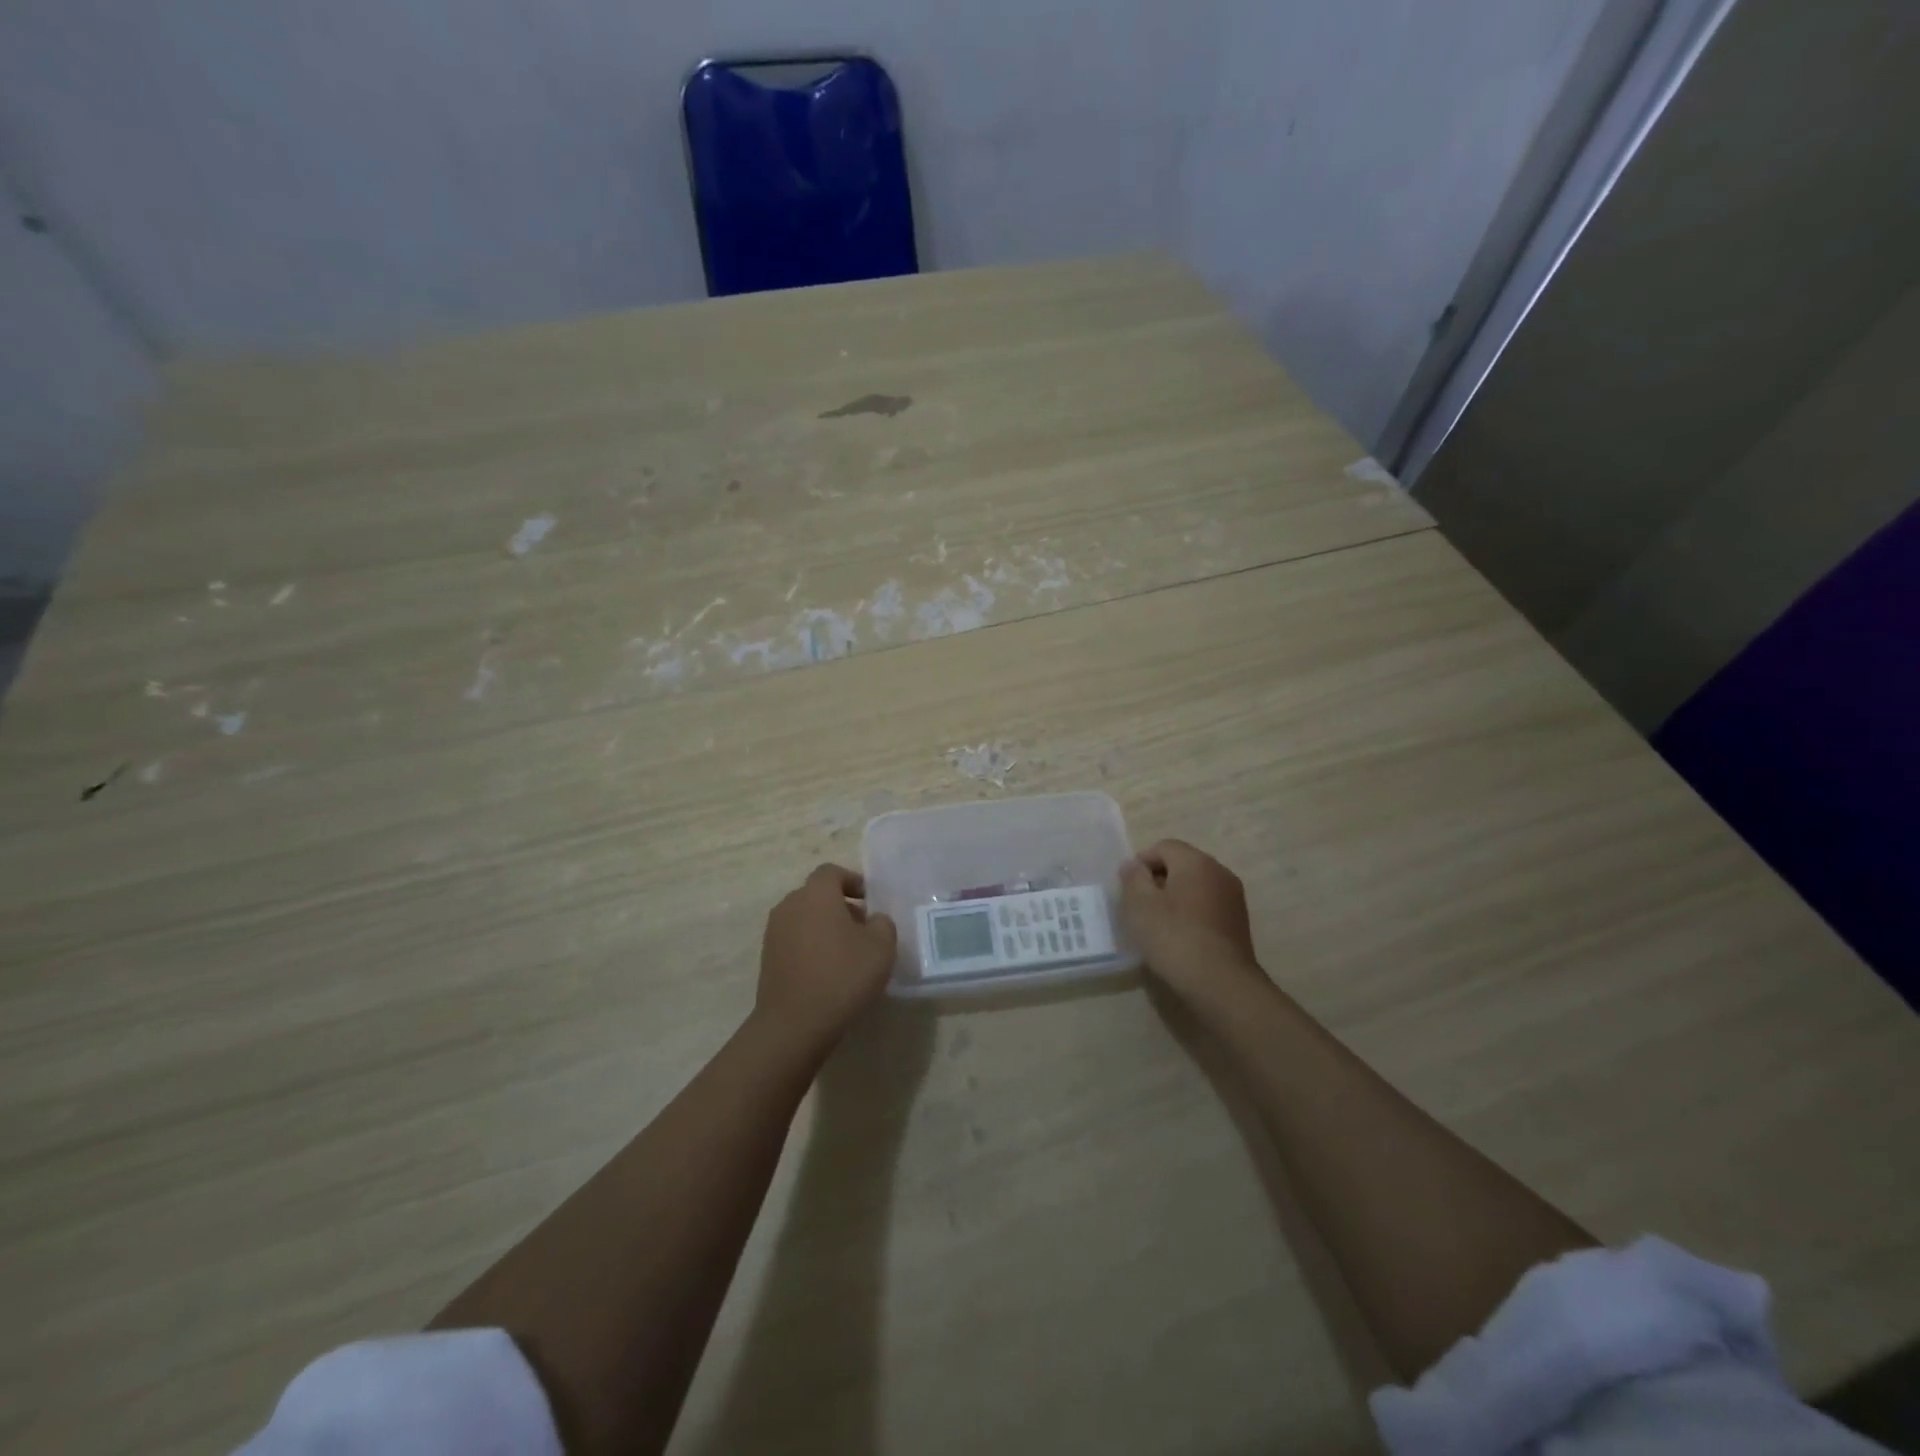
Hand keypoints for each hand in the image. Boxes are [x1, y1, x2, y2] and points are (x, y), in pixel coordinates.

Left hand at [755, 864, 897, 1056]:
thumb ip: (882, 923)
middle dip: (841, 906)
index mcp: (816, 894)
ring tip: (848, 953)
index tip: (870, 901)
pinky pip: (795, 940)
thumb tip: (873, 920)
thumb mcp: (881, 947)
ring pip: (805, 918)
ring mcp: (774, 932)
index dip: (853, 881)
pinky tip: (829, 972)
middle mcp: (790, 905)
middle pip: (817, 895)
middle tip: (864, 929)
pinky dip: (812, 946)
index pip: (832, 872)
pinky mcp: (768, 958)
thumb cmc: (842, 976)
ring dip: (826, 927)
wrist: (794, 1025)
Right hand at [1120, 839, 1266, 1001]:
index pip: (1164, 847)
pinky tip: (1179, 937)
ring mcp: (1233, 898)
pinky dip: (1191, 913)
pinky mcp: (1239, 922)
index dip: (1141, 862)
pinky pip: (1207, 906)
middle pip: (1182, 864)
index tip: (1128, 888)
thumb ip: (1133, 878)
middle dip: (1158, 879)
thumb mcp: (1139, 905)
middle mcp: (1219, 872)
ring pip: (1196, 886)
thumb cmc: (1174, 937)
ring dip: (1175, 897)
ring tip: (1158, 923)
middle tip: (1139, 905)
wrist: (1221, 983)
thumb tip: (1133, 865)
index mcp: (1195, 861)